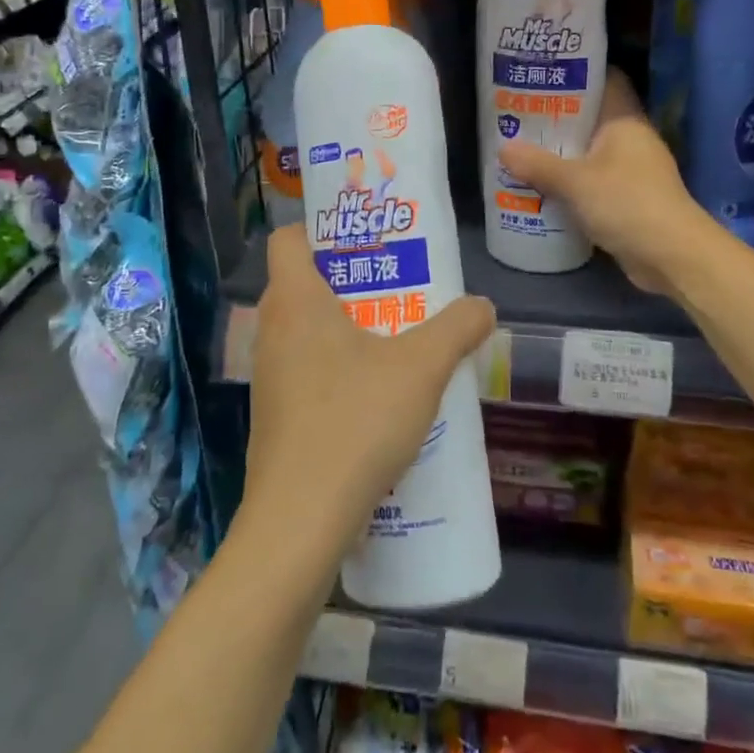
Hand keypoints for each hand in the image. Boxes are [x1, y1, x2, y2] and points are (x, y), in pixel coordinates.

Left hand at [245, 226, 494, 575]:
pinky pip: (307, 371)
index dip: (321, 228)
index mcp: (295, 302)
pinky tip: (380, 394)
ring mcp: (270, 378)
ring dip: (347, 325)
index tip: (366, 238)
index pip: (288, 238)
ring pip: (306, 330)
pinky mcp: (278, 418)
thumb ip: (458, 328)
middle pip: (303, 282)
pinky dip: (339, 367)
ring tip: (397, 334)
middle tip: (398, 281)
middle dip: (350, 277)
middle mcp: (272, 332)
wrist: (299, 525)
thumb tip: (483, 306)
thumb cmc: (355, 423)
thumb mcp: (421, 367)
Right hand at [499, 69, 714, 295]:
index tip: (543, 74)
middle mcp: (631, 139)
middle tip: (518, 113)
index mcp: (625, 120)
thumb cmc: (627, 203)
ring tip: (522, 147)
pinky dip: (571, 182)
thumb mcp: (575, 182)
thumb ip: (538, 165)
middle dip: (557, 117)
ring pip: (590, 152)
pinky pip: (593, 181)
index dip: (577, 73)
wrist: (671, 257)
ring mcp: (632, 170)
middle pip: (592, 117)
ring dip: (561, 153)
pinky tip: (542, 185)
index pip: (605, 80)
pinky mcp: (628, 199)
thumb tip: (503, 148)